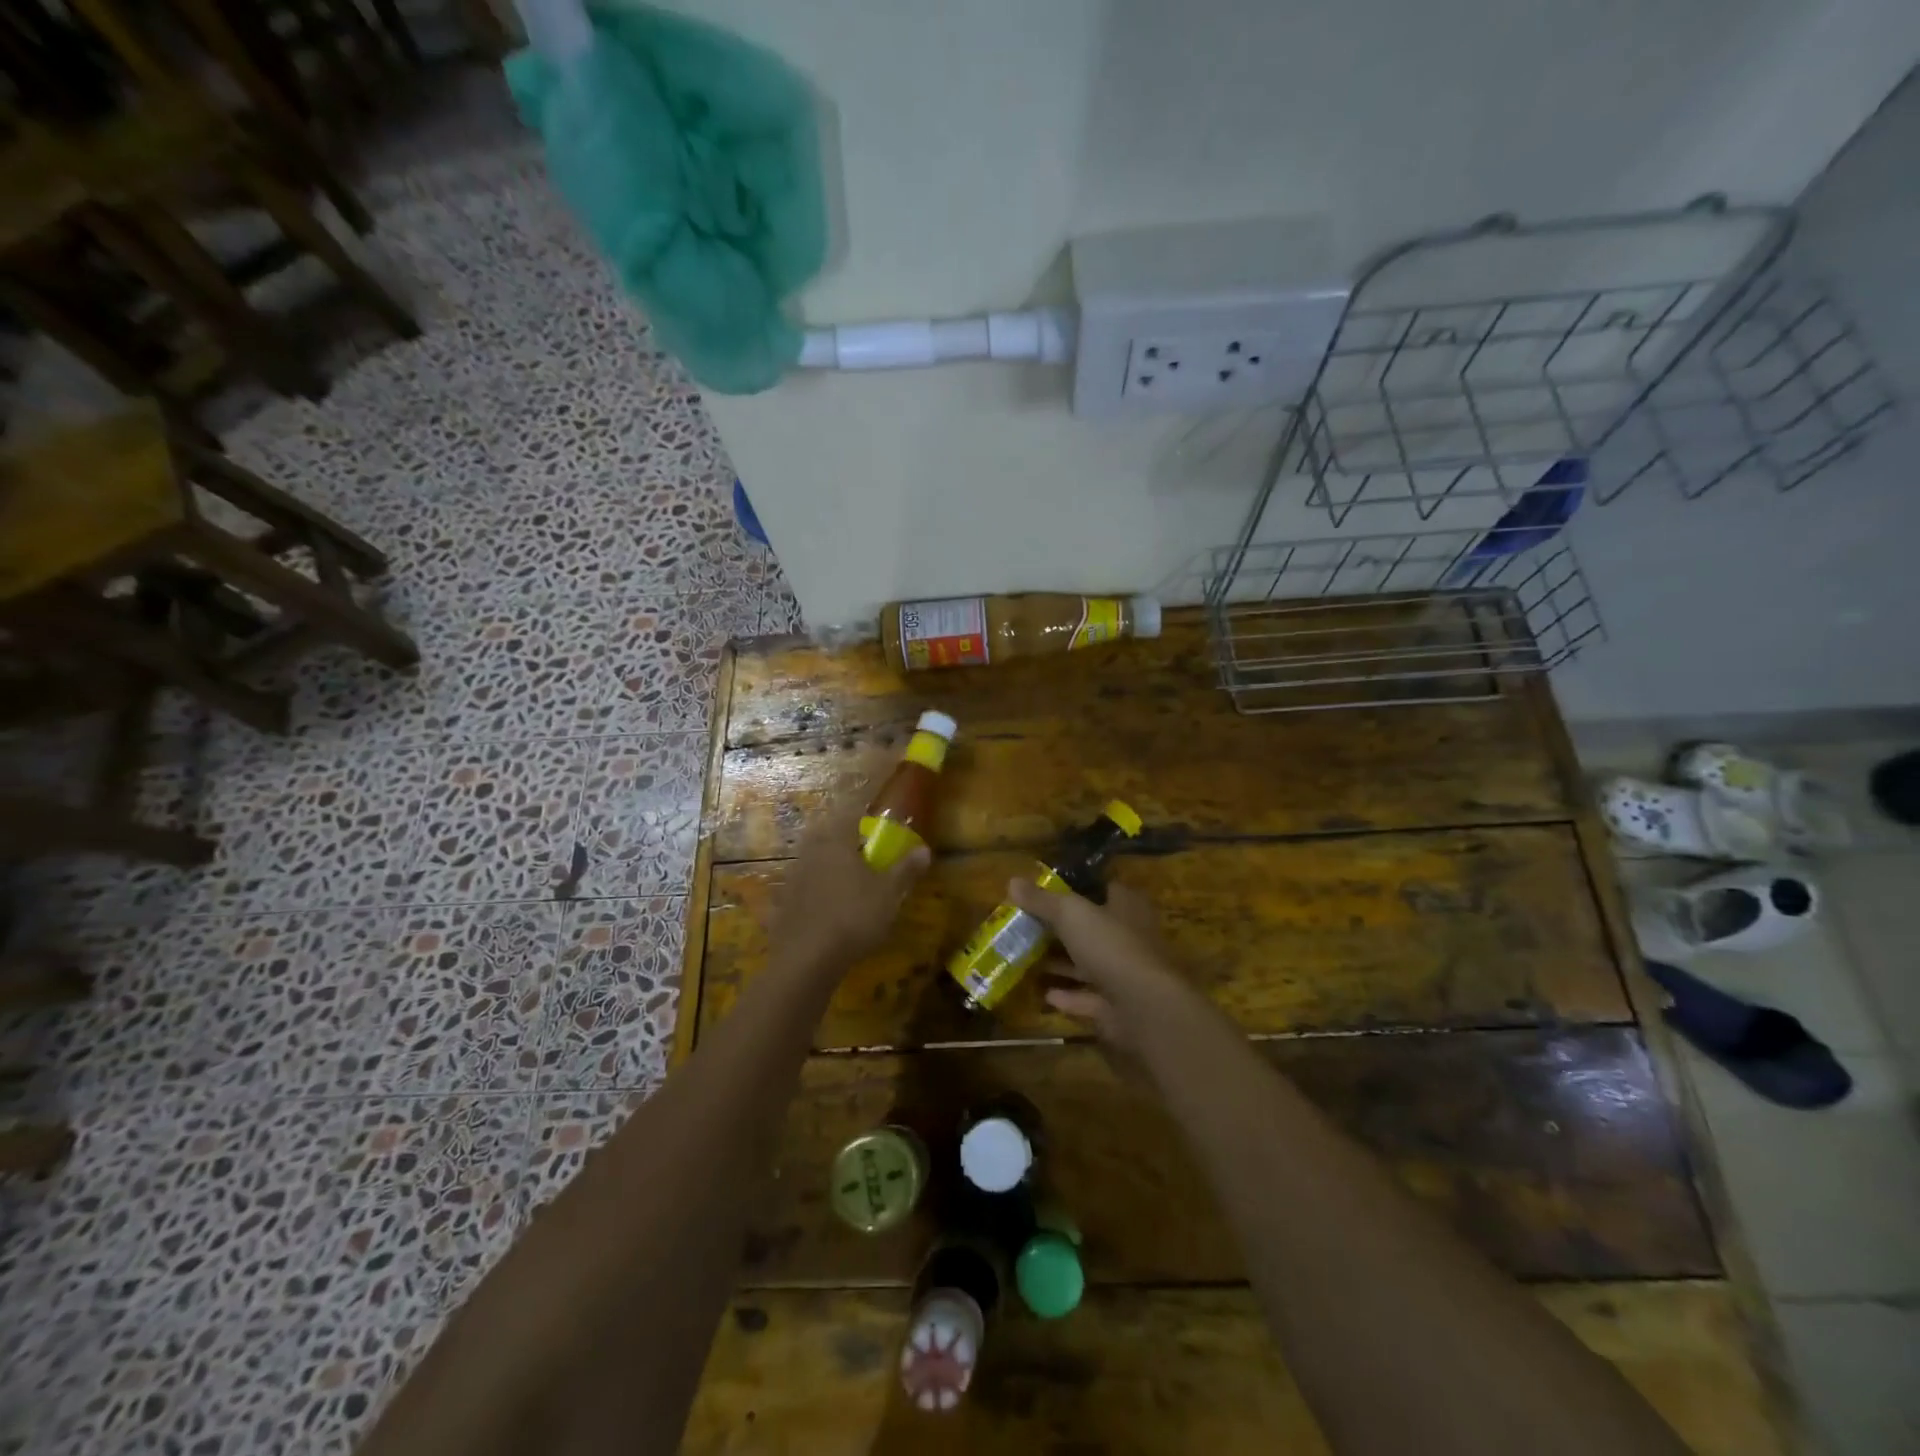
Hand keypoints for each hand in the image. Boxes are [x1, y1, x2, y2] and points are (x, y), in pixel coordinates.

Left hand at [771, 791, 929, 973]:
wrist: (806, 959)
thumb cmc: (853, 916)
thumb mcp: (889, 894)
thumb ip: (905, 869)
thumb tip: (925, 849)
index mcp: (835, 840)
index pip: (849, 811)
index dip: (861, 806)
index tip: (872, 806)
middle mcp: (811, 850)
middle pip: (827, 832)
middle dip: (844, 835)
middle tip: (862, 844)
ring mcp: (793, 876)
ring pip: (814, 858)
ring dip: (830, 861)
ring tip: (849, 875)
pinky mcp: (784, 901)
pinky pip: (805, 884)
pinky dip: (818, 887)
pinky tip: (829, 904)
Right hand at [1007, 879, 1183, 1044]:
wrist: (1145, 1006)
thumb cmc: (1110, 945)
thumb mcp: (1070, 913)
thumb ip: (1042, 900)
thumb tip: (1012, 880)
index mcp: (1127, 907)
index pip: (1104, 889)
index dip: (1079, 888)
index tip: (1049, 891)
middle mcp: (1130, 937)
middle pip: (1093, 928)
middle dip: (1064, 929)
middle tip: (1029, 926)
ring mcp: (1125, 974)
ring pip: (1089, 964)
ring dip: (1063, 964)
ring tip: (1029, 959)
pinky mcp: (1118, 1007)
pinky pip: (1087, 998)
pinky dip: (1068, 996)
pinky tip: (1044, 994)